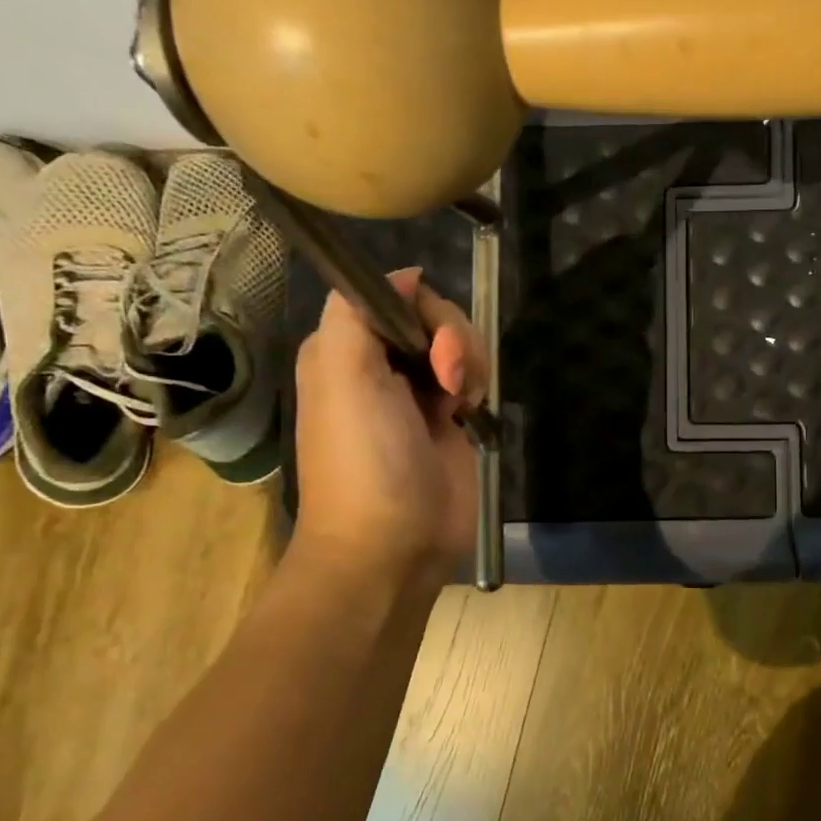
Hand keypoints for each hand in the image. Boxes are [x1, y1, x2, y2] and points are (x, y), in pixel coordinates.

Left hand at [289, 269, 487, 586]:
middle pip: (432, 316)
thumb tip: (406, 276)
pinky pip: (472, 377)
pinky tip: (472, 413)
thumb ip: (359, 312)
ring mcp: (416, 393)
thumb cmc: (366, 460)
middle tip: (449, 382)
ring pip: (458, 344)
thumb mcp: (342, 375)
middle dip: (453, 339)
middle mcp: (379, 365)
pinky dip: (478, 385)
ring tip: (462, 404)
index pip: (393, 294)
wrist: (394, 544)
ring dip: (470, 363)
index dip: (423, 309)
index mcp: (344, 349)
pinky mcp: (448, 419)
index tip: (431, 346)